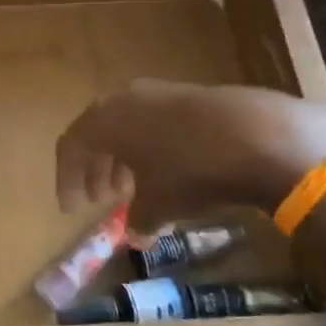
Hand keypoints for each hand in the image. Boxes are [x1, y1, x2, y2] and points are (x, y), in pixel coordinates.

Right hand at [56, 80, 325, 229]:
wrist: (257, 134)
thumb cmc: (190, 170)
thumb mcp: (160, 203)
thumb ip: (139, 218)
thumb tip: (136, 232)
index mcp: (104, 119)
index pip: (70, 146)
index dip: (67, 179)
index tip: (71, 209)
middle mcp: (124, 98)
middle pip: (98, 132)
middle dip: (96, 167)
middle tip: (100, 199)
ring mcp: (158, 92)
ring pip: (128, 126)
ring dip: (124, 158)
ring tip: (134, 189)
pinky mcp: (190, 94)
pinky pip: (155, 121)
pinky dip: (151, 147)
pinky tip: (170, 172)